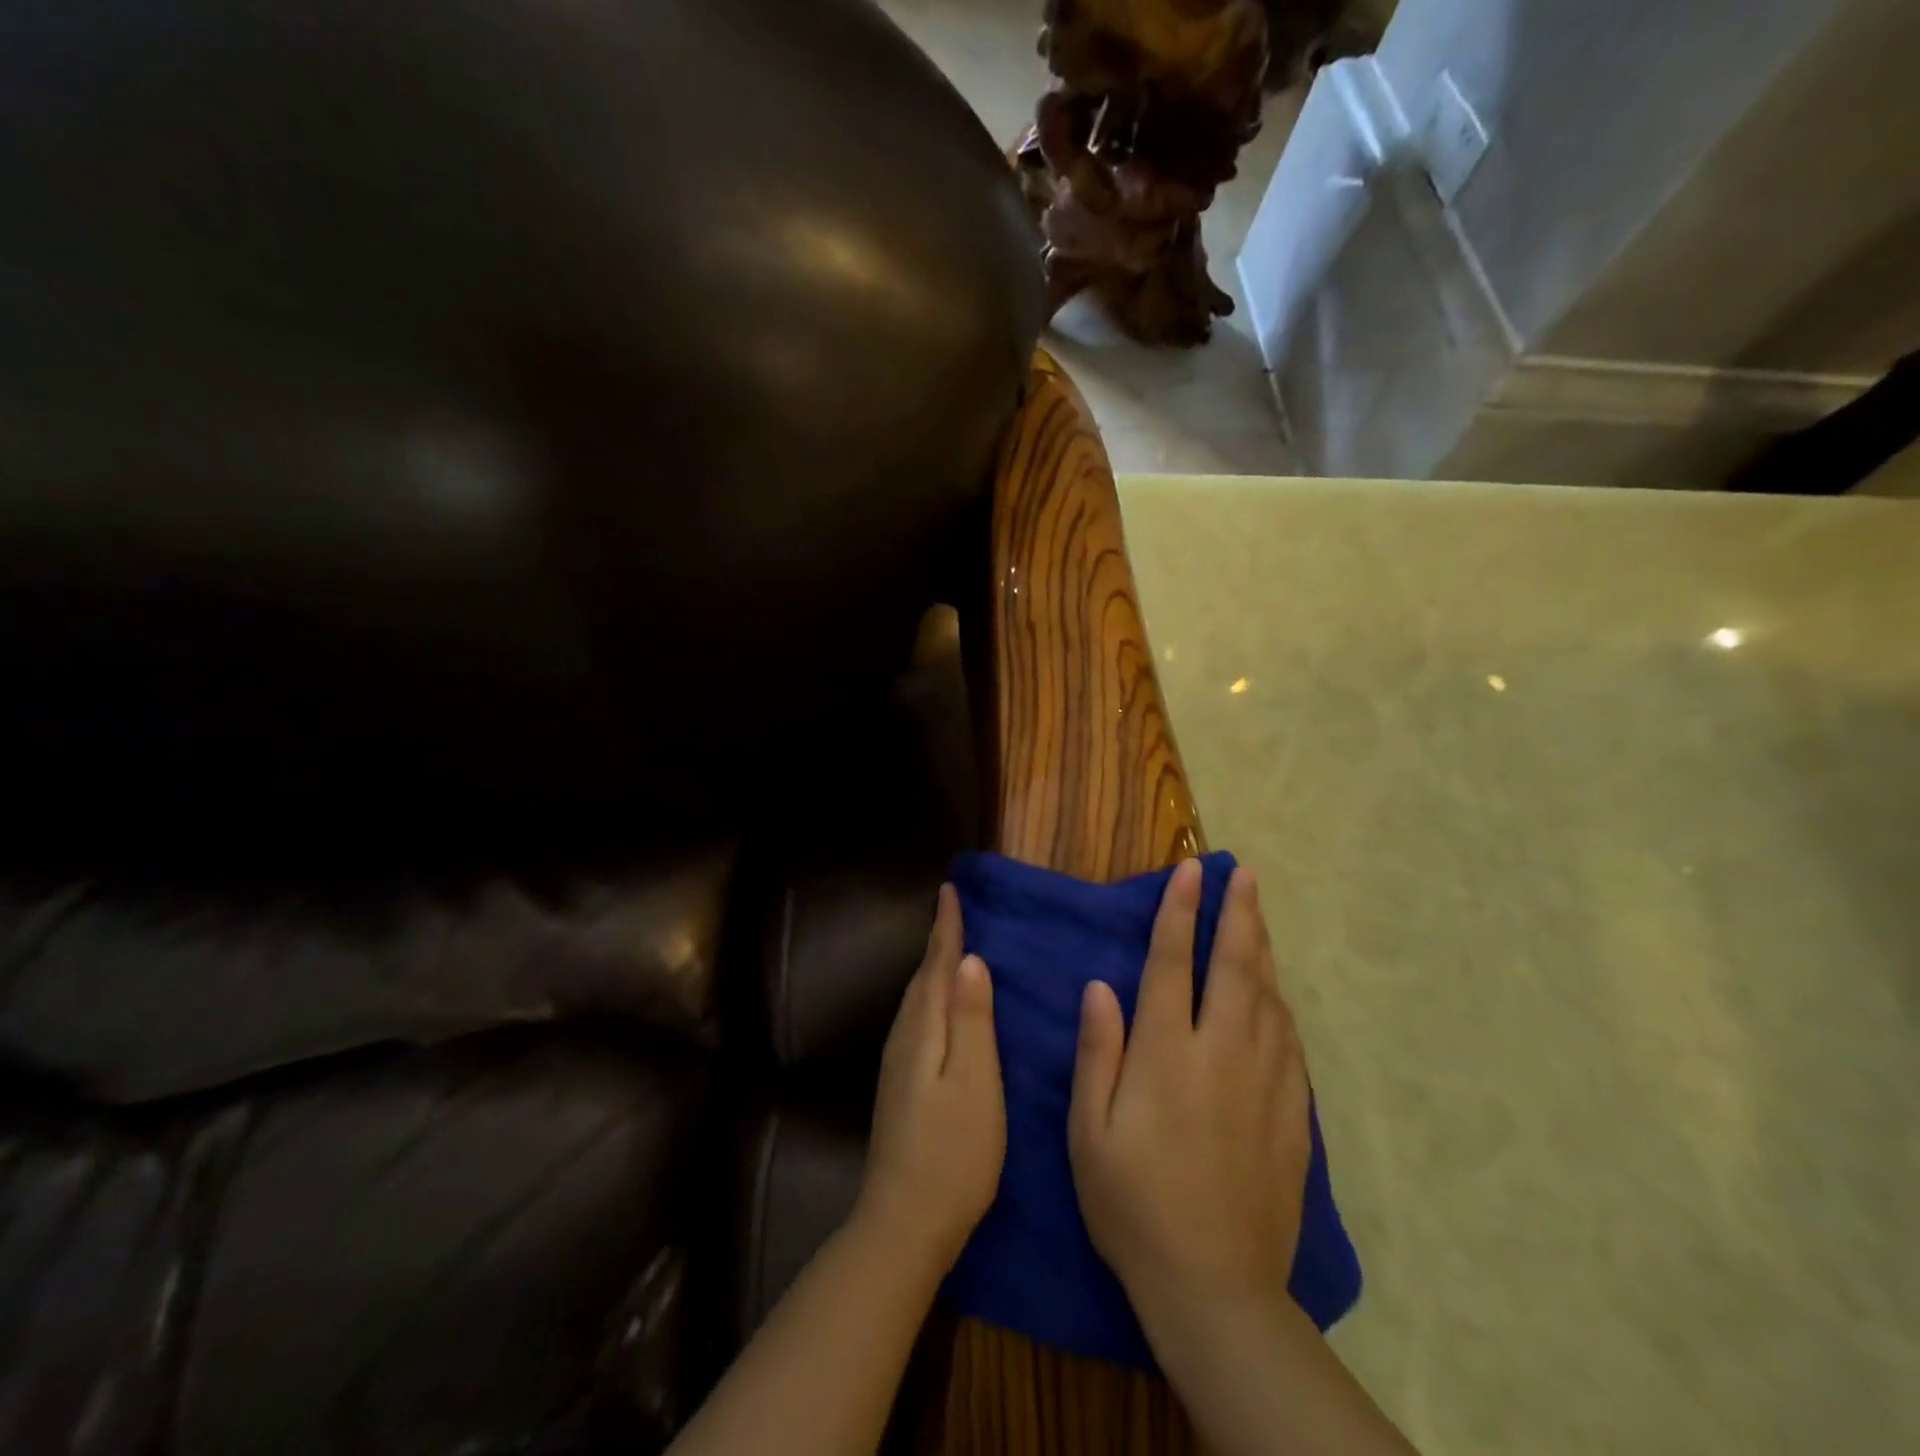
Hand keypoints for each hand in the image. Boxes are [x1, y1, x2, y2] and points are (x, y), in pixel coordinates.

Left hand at [857, 884, 1006, 1270]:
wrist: (904, 1221)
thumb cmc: (953, 1152)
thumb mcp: (975, 1082)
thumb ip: (972, 1020)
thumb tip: (970, 961)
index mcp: (923, 1030)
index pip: (936, 966)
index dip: (946, 929)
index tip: (950, 891)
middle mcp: (904, 1038)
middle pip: (921, 978)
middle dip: (937, 942)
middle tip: (955, 911)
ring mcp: (897, 1064)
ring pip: (916, 1000)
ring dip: (932, 970)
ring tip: (952, 949)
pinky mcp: (900, 1085)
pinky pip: (917, 1021)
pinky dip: (930, 999)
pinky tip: (943, 1009)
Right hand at [1067, 860, 1311, 1316]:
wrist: (1214, 1286)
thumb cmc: (1133, 1203)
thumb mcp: (1089, 1131)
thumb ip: (1098, 1051)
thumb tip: (1100, 986)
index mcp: (1166, 1054)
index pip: (1173, 964)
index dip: (1180, 913)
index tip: (1189, 871)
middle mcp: (1220, 1053)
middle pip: (1234, 967)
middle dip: (1238, 914)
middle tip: (1243, 874)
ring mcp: (1264, 1081)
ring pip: (1268, 996)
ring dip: (1262, 948)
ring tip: (1259, 913)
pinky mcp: (1291, 1112)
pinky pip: (1289, 1039)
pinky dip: (1280, 1002)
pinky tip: (1276, 992)